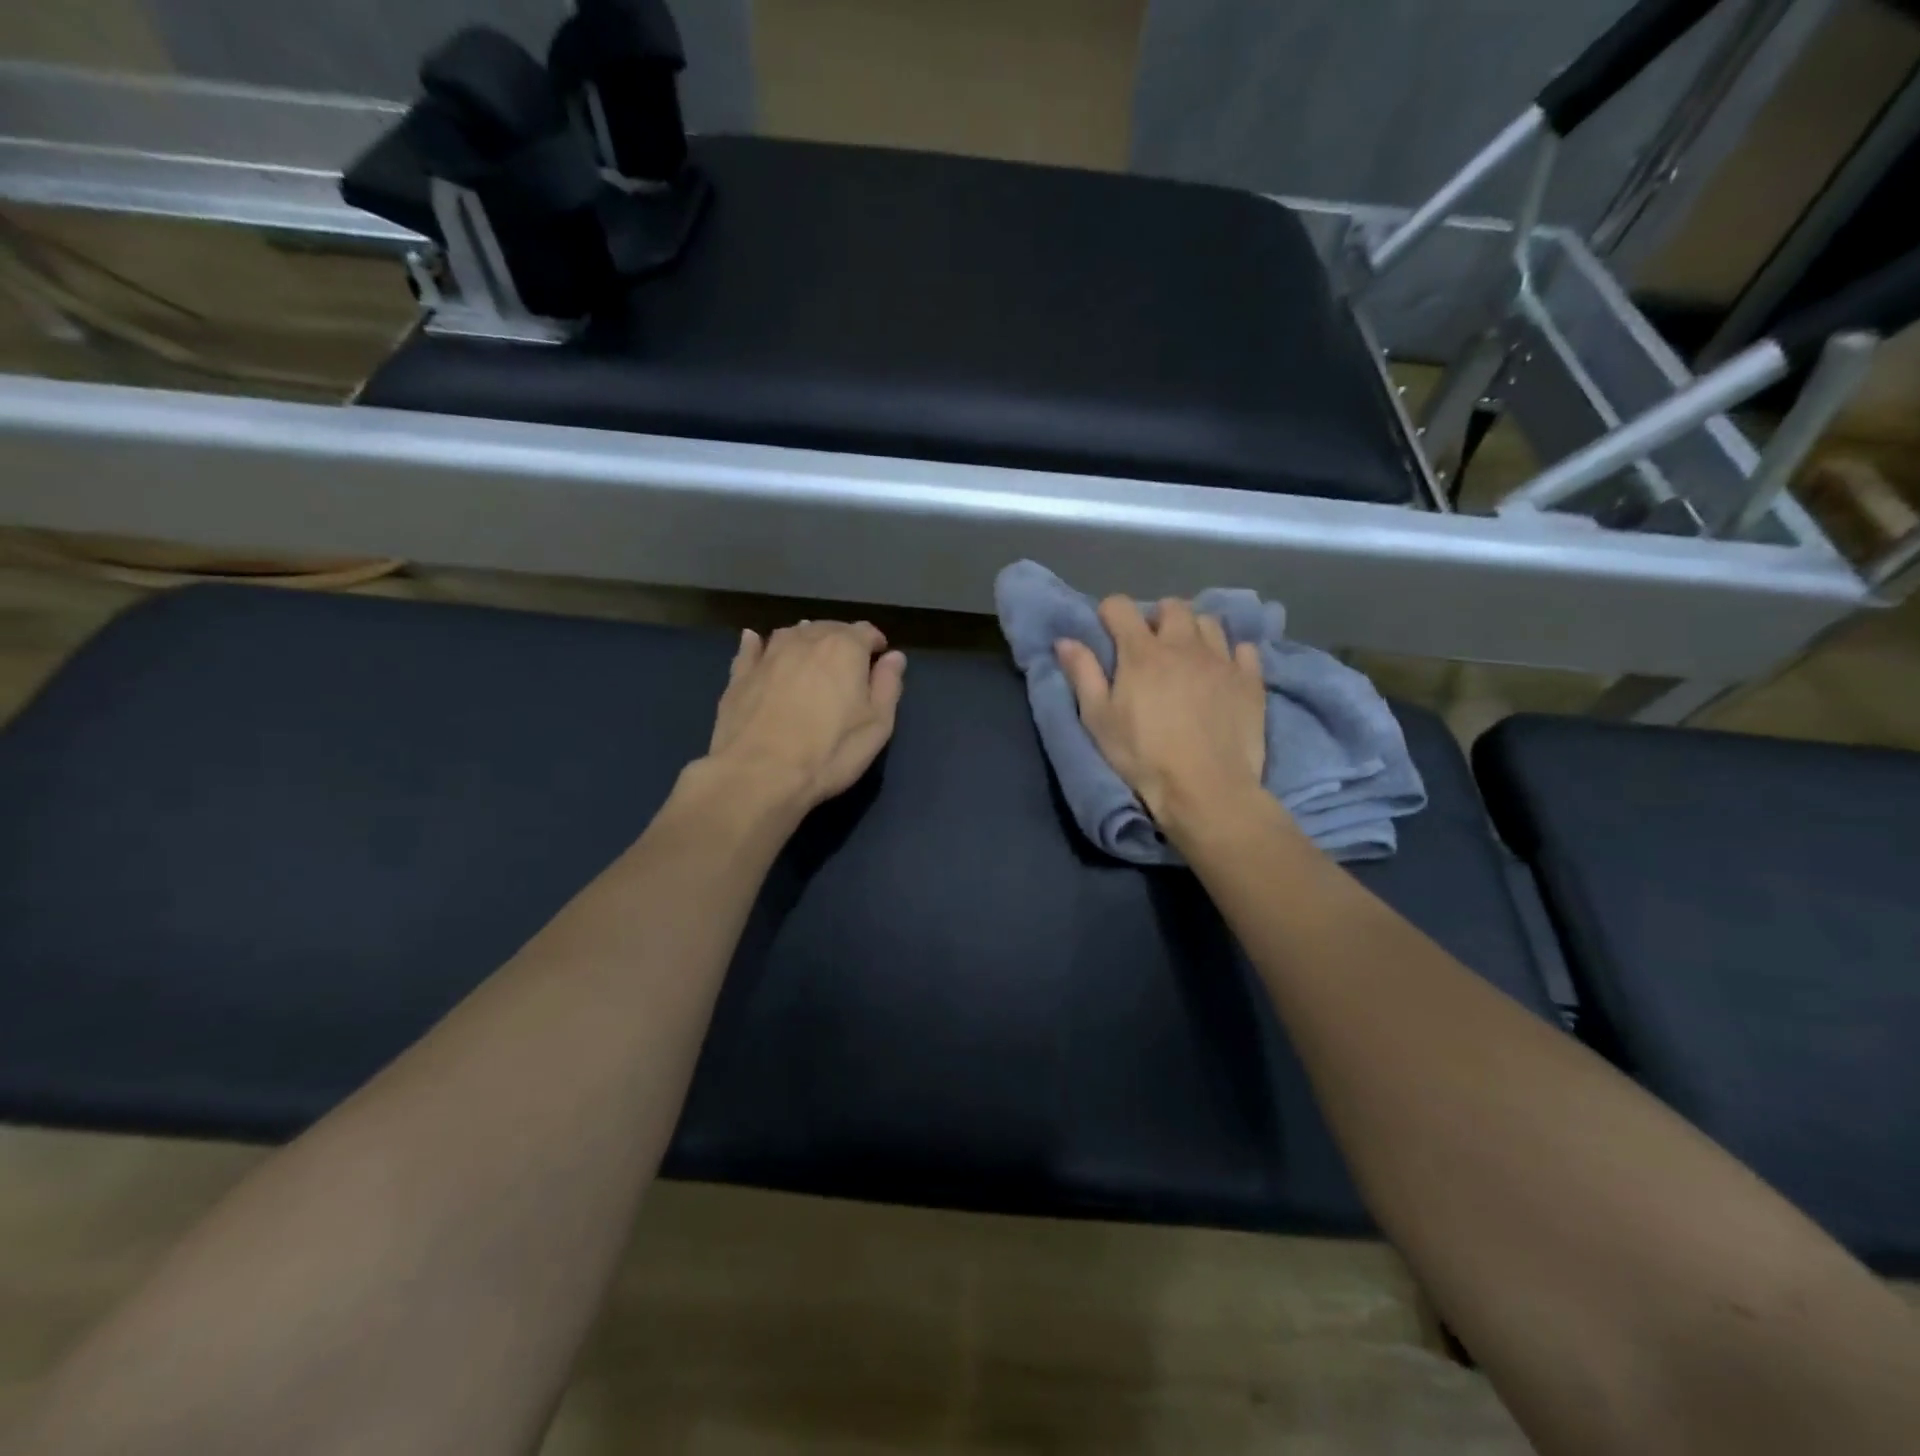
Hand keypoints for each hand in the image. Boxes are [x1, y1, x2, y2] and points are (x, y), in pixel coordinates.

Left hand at [703, 620, 906, 815]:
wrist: (760, 774)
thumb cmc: (830, 752)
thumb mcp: (877, 726)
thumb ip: (888, 686)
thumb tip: (894, 657)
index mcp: (844, 648)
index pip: (865, 632)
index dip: (876, 643)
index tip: (880, 659)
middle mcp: (806, 640)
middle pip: (828, 628)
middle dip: (841, 640)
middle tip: (848, 664)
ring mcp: (769, 655)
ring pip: (791, 634)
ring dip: (805, 639)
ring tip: (811, 655)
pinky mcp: (739, 675)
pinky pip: (752, 649)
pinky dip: (758, 644)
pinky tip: (756, 642)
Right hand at [1056, 597, 1265, 832]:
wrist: (1206, 789)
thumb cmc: (1143, 756)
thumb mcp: (1098, 720)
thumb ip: (1083, 675)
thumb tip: (1065, 640)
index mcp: (1141, 652)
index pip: (1120, 607)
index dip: (1109, 614)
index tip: (1107, 633)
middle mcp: (1183, 644)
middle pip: (1171, 607)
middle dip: (1157, 617)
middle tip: (1150, 646)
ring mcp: (1222, 660)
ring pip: (1209, 622)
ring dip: (1194, 631)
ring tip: (1188, 656)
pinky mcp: (1250, 680)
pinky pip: (1245, 648)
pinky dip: (1232, 653)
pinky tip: (1223, 672)